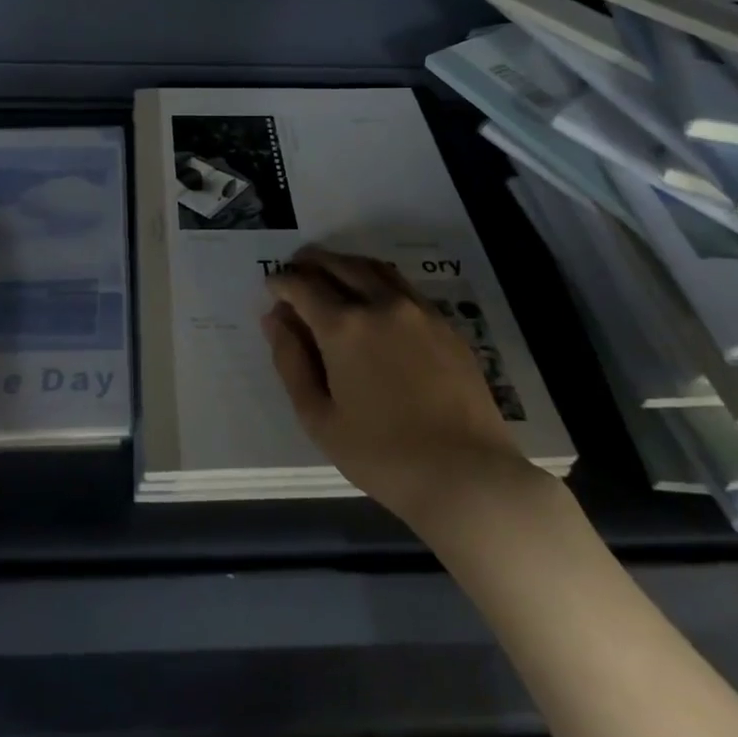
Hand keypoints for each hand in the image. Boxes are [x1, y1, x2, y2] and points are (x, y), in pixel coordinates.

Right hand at [263, 247, 525, 531]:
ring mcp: (419, 311)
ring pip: (374, 269)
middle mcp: (381, 304)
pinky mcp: (446, 324)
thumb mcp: (319, 417)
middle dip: (311, 262)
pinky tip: (373, 297)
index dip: (282, 282)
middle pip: (340, 265)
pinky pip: (403, 286)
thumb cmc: (381, 454)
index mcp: (344, 326)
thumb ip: (291, 361)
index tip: (271, 286)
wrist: (466, 474)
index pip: (303, 286)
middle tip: (295, 269)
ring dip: (345, 264)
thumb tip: (275, 318)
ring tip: (330, 273)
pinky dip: (378, 279)